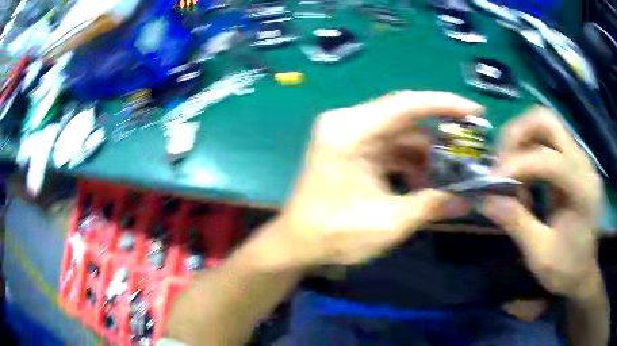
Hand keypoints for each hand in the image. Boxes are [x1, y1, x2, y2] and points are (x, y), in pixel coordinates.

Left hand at [258, 91, 480, 268]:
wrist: (297, 244)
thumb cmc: (334, 235)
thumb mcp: (389, 223)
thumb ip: (431, 206)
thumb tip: (468, 201)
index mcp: (350, 131)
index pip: (406, 104)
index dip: (444, 105)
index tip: (475, 111)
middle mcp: (348, 124)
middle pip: (406, 117)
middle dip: (441, 133)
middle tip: (471, 146)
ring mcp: (349, 135)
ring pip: (401, 134)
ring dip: (427, 154)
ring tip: (453, 174)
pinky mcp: (353, 149)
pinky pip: (390, 147)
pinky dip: (411, 162)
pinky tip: (427, 183)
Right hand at [482, 107, 603, 299]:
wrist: (584, 272)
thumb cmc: (566, 270)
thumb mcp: (540, 255)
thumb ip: (516, 224)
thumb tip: (486, 199)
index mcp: (583, 191)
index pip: (550, 160)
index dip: (518, 166)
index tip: (491, 183)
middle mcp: (584, 165)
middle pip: (548, 122)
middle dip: (518, 135)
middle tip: (500, 161)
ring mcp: (580, 160)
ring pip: (547, 125)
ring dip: (522, 139)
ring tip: (509, 168)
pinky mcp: (574, 163)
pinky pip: (549, 141)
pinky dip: (530, 150)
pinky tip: (524, 176)